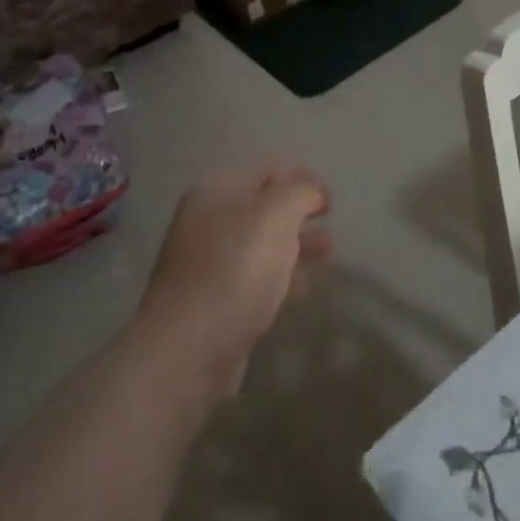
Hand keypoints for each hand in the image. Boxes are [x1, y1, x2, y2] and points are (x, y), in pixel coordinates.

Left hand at [137, 165, 332, 394]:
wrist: (189, 349)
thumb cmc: (236, 268)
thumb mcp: (276, 214)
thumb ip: (301, 192)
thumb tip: (314, 190)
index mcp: (214, 192)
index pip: (264, 171)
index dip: (299, 178)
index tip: (329, 198)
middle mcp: (207, 223)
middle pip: (262, 208)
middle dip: (298, 214)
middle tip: (330, 223)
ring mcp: (209, 266)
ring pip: (261, 246)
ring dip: (295, 246)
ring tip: (328, 253)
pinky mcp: (216, 304)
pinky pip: (255, 280)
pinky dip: (280, 278)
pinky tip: (301, 288)